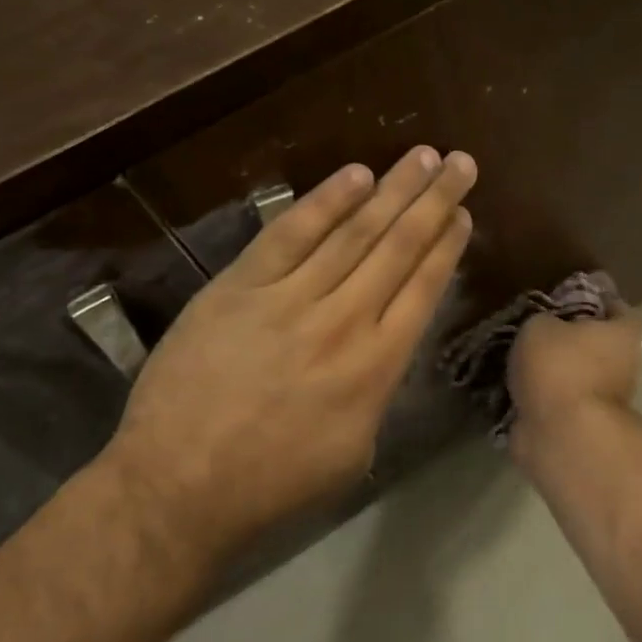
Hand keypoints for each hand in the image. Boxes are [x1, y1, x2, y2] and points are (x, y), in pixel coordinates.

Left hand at [101, 147, 475, 571]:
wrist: (178, 486)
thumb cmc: (273, 482)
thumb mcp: (354, 449)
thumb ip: (378, 390)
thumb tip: (384, 347)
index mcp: (376, 367)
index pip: (423, 288)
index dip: (446, 245)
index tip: (463, 212)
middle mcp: (343, 321)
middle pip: (398, 248)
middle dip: (434, 200)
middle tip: (461, 162)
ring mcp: (289, 298)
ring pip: (353, 233)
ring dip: (392, 190)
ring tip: (423, 156)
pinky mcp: (240, 286)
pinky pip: (290, 234)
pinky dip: (324, 202)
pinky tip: (355, 175)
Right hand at [506, 305, 641, 445]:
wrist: (562, 436)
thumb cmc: (560, 367)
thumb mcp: (539, 326)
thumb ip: (544, 320)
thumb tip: (545, 327)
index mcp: (622, 336)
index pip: (622, 312)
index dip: (603, 303)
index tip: (577, 300)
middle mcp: (624, 368)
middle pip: (601, 347)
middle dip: (575, 341)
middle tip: (542, 332)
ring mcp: (607, 403)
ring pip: (581, 378)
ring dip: (558, 374)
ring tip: (521, 363)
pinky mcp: (585, 429)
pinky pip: (562, 405)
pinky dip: (544, 400)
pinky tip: (517, 391)